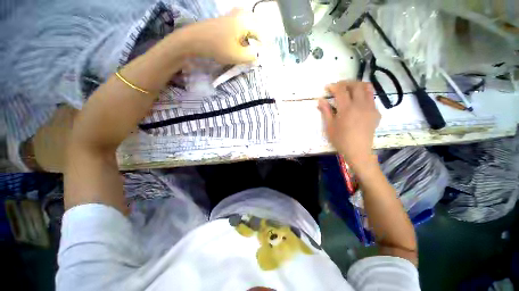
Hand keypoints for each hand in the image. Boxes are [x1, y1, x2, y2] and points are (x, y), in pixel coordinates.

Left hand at [186, 9, 261, 63]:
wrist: (194, 40)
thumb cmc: (217, 47)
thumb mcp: (237, 55)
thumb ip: (251, 55)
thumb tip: (257, 54)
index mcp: (245, 21)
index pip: (261, 33)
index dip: (262, 46)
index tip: (261, 56)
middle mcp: (240, 15)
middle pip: (255, 27)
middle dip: (257, 40)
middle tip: (255, 52)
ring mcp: (231, 16)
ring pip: (247, 26)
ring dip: (250, 38)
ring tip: (247, 49)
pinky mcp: (225, 20)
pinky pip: (240, 26)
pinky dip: (242, 36)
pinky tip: (238, 44)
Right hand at [318, 81, 380, 169]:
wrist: (358, 151)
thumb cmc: (340, 140)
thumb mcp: (329, 126)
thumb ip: (325, 111)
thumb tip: (320, 100)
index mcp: (347, 109)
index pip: (341, 90)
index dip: (334, 86)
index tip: (328, 87)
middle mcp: (360, 105)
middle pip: (356, 85)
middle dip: (346, 83)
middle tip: (338, 87)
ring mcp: (371, 108)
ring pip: (367, 88)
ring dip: (357, 85)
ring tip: (350, 89)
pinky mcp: (376, 113)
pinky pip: (371, 98)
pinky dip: (364, 95)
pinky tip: (358, 102)